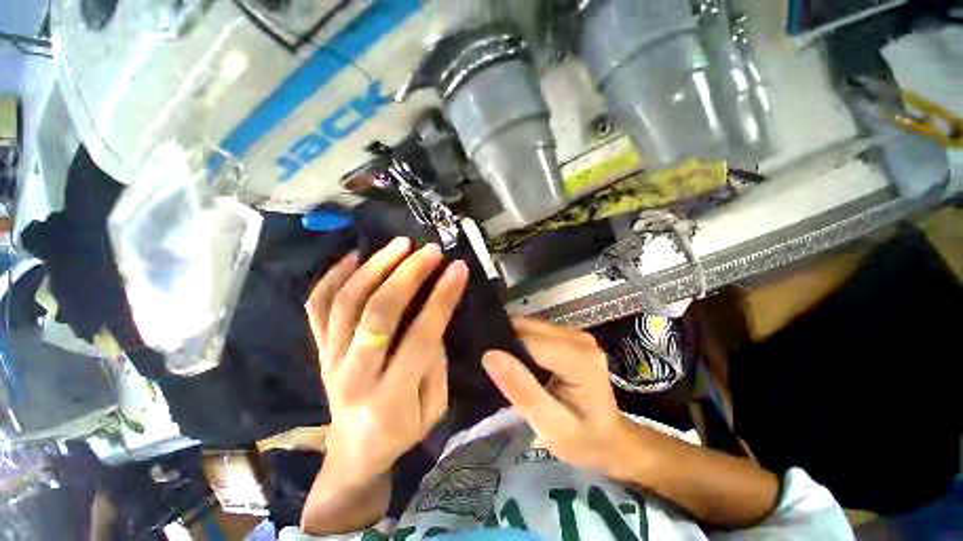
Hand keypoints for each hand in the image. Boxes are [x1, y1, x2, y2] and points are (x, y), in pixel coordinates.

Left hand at [306, 238, 468, 485]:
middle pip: (378, 313)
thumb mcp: (434, 408)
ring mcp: (329, 358)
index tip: (458, 268)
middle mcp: (354, 374)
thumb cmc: (401, 432)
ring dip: (374, 267)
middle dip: (407, 275)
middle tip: (429, 251)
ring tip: (399, 245)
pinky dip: (333, 276)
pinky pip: (316, 306)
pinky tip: (355, 256)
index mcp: (391, 397)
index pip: (420, 335)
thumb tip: (434, 319)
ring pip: (345, 302)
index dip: (441, 298)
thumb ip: (436, 364)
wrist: (352, 451)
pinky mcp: (317, 349)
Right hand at [482, 316, 625, 473]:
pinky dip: (521, 341)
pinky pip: (535, 331)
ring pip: (530, 326)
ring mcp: (575, 334)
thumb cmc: (582, 440)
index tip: (487, 367)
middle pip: (529, 329)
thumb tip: (490, 355)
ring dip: (511, 341)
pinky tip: (516, 360)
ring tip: (500, 364)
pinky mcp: (569, 336)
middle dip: (506, 343)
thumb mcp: (550, 425)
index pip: (530, 342)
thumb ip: (521, 390)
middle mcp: (579, 338)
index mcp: (580, 359)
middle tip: (492, 369)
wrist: (609, 439)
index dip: (505, 350)